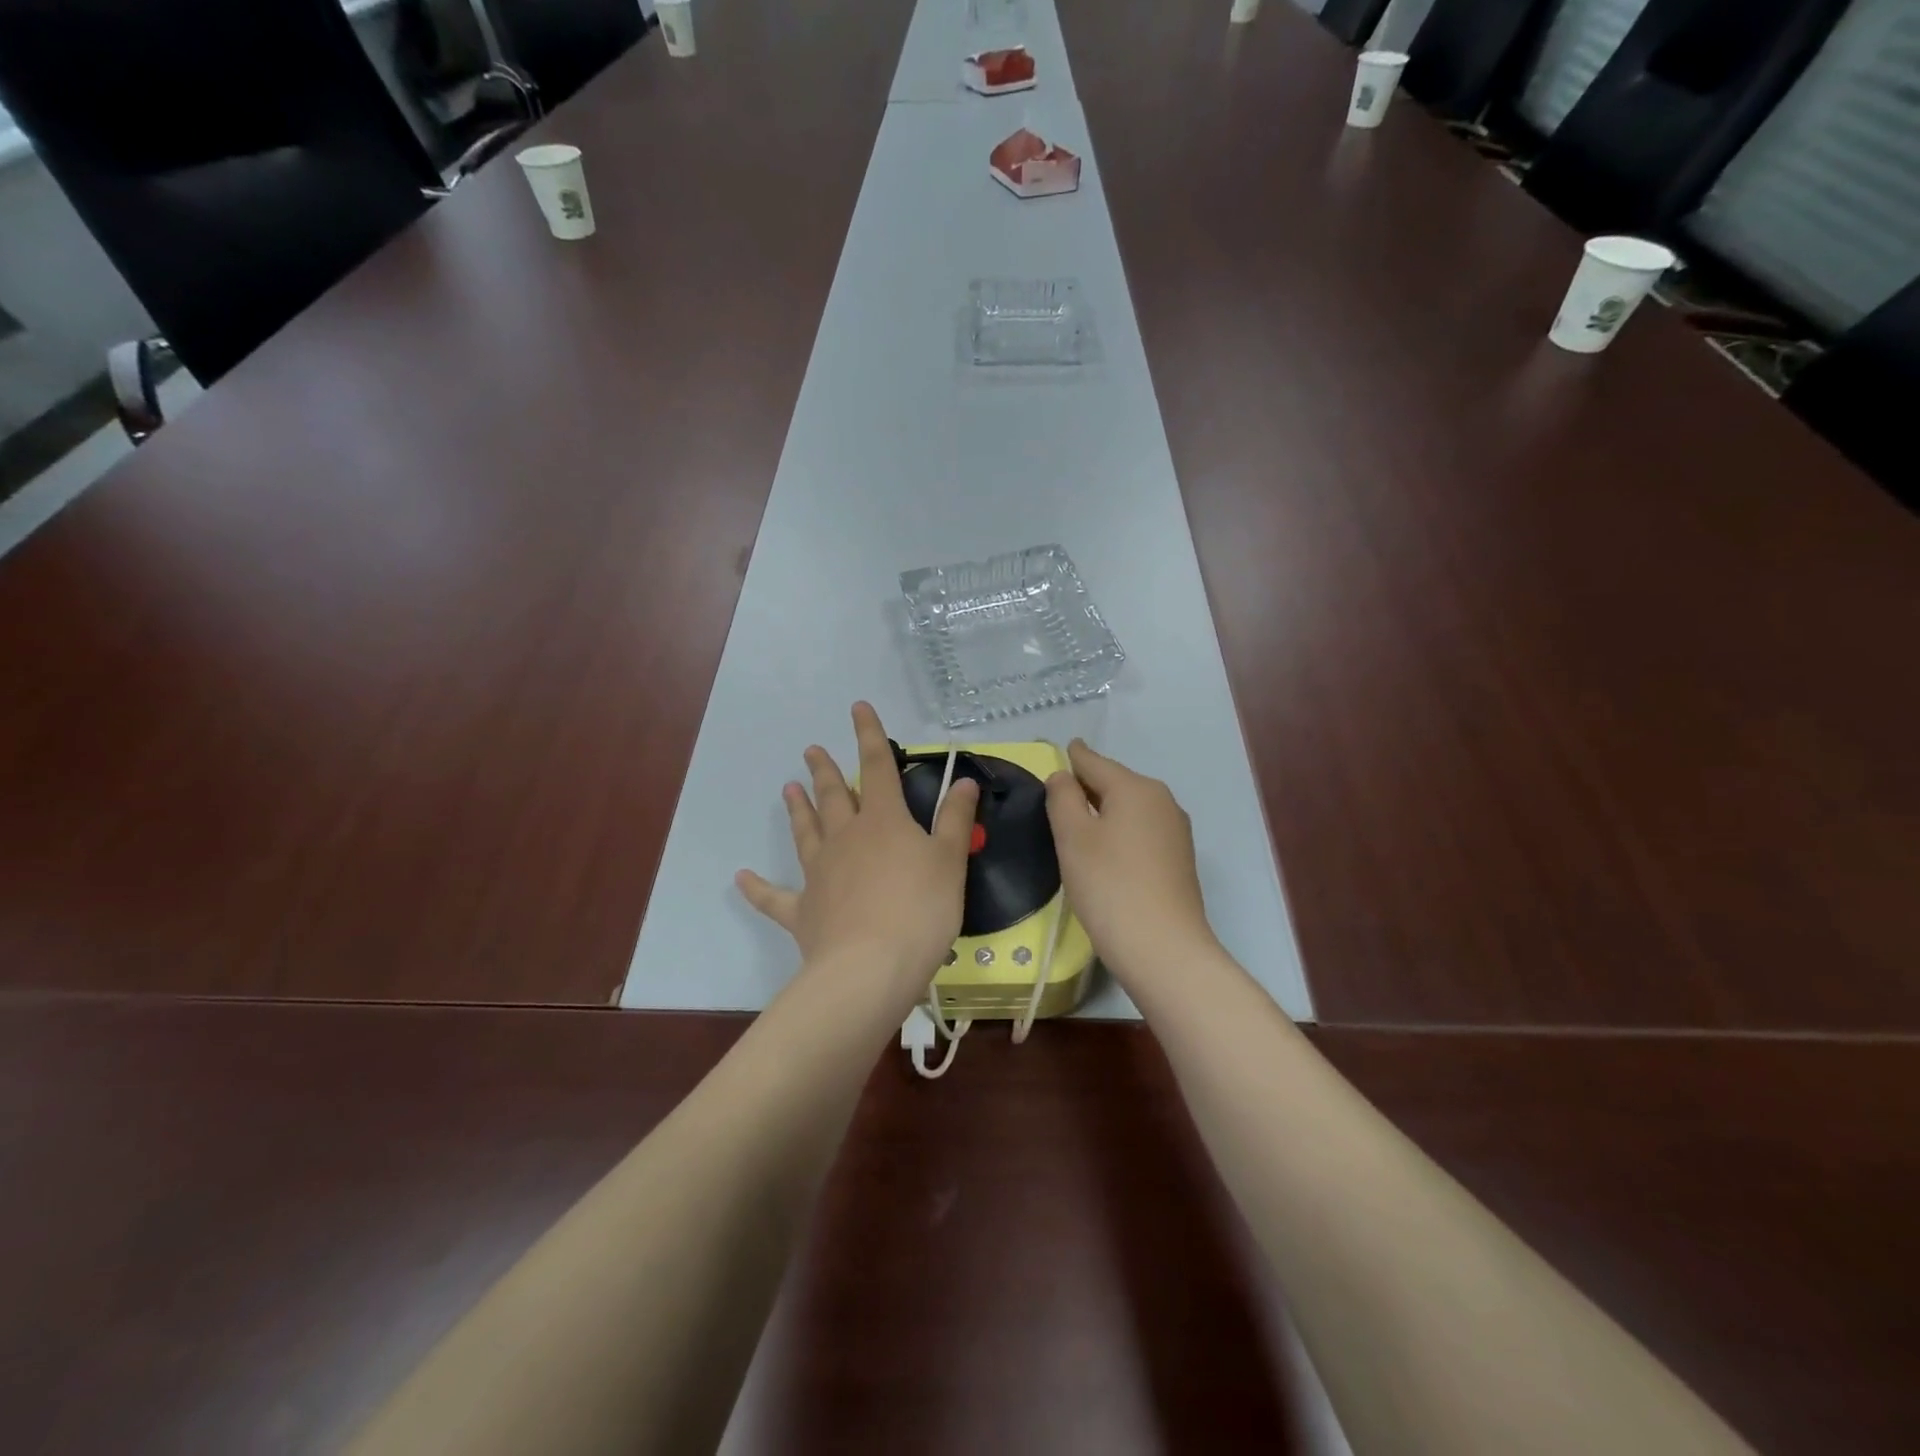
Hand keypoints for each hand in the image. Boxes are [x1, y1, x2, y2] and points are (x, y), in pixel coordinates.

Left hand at [737, 703, 978, 1003]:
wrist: (871, 968)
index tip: (857, 707)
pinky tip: (741, 878)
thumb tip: (965, 780)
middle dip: (825, 771)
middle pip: (834, 797)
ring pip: (806, 833)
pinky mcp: (803, 912)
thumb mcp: (950, 861)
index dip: (869, 735)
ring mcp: (819, 874)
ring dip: (798, 810)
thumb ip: (955, 819)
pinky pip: (775, 897)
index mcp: (883, 822)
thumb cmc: (921, 909)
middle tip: (810, 750)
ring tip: (788, 788)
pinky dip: (758, 888)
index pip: (877, 767)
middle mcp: (846, 838)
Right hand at [1045, 740, 1218, 986]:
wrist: (1163, 949)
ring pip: (1130, 808)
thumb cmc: (1109, 885)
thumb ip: (1063, 798)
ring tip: (1076, 823)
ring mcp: (1175, 831)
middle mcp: (1162, 800)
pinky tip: (1105, 852)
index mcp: (1135, 788)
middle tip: (1058, 793)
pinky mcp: (1179, 860)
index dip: (1073, 756)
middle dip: (1088, 785)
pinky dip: (1120, 832)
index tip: (1062, 748)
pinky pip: (1141, 831)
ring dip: (1104, 811)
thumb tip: (1063, 776)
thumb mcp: (1073, 837)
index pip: (1094, 761)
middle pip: (1115, 783)